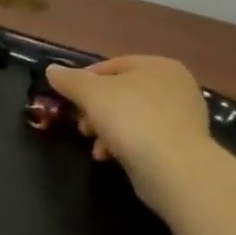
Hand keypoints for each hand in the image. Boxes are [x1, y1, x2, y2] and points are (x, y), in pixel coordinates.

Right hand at [45, 56, 235, 219]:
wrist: (175, 169)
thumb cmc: (132, 119)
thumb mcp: (91, 94)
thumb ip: (69, 80)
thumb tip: (51, 70)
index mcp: (158, 65)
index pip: (112, 66)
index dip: (85, 81)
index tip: (69, 100)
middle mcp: (175, 86)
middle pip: (121, 93)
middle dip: (96, 110)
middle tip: (81, 126)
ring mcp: (183, 117)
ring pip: (132, 117)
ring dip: (107, 130)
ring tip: (95, 148)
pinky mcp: (183, 146)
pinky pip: (146, 138)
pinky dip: (126, 145)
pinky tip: (111, 157)